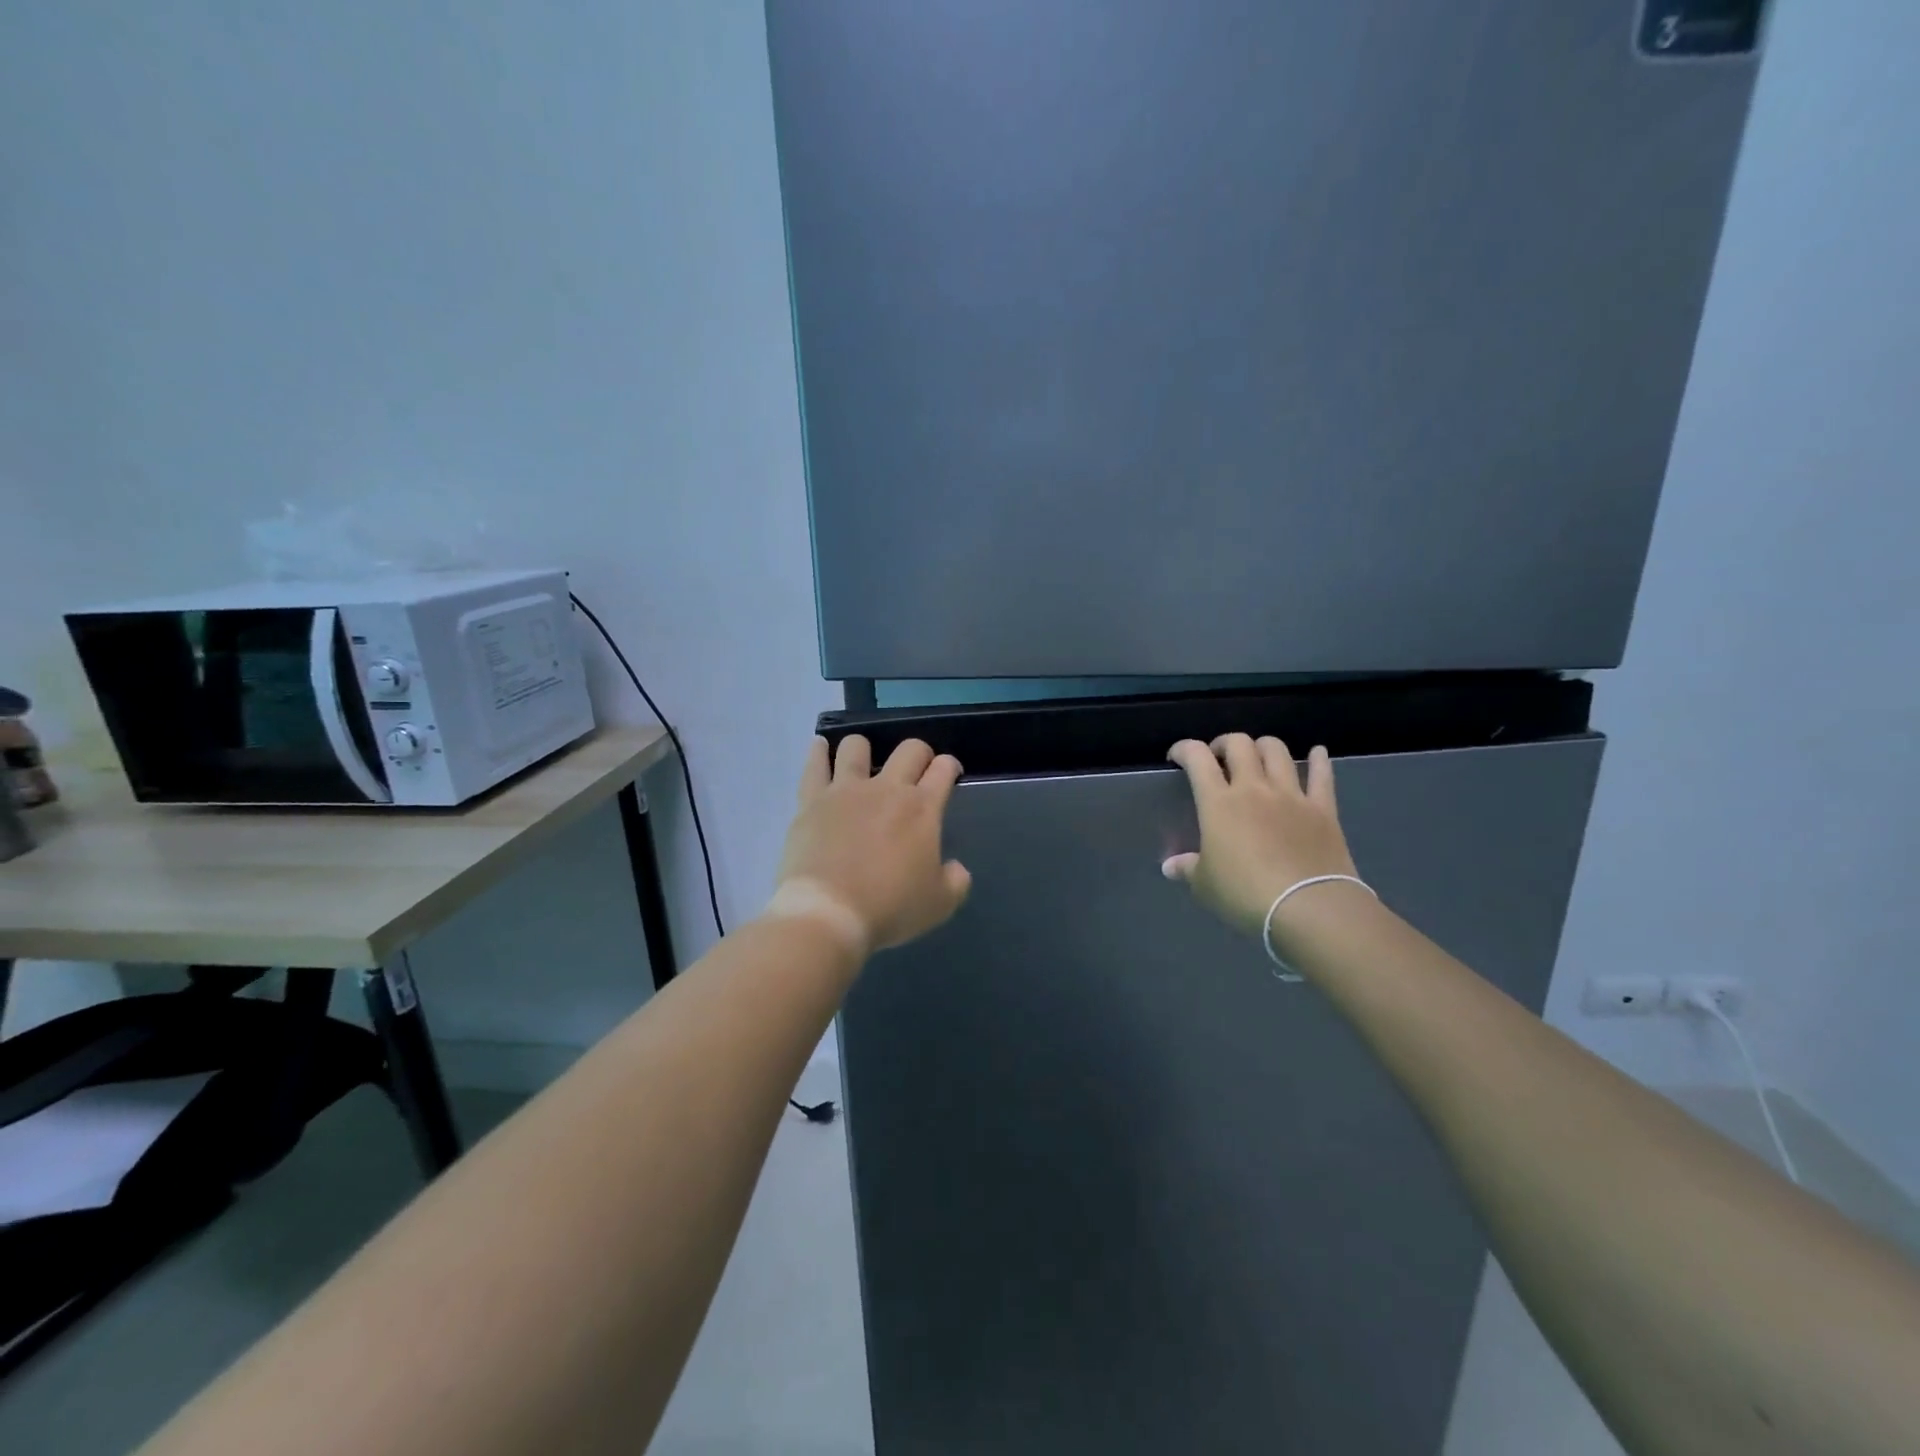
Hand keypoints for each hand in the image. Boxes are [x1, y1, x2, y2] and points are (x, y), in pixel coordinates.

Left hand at [770, 735, 971, 957]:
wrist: (829, 913)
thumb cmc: (889, 908)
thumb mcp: (940, 904)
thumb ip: (956, 881)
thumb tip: (954, 868)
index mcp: (922, 808)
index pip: (944, 769)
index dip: (950, 767)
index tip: (949, 774)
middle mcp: (887, 788)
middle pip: (910, 748)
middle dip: (919, 753)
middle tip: (916, 771)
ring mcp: (846, 790)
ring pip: (857, 746)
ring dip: (865, 749)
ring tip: (863, 761)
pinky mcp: (812, 800)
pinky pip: (814, 764)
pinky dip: (818, 752)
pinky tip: (820, 748)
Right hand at [1162, 734, 1359, 937]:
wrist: (1309, 907)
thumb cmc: (1246, 894)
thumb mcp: (1205, 885)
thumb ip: (1187, 869)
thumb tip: (1170, 867)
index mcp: (1218, 803)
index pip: (1197, 758)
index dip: (1183, 749)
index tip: (1177, 757)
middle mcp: (1254, 788)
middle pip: (1239, 745)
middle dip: (1224, 744)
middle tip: (1218, 758)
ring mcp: (1291, 796)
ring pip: (1277, 752)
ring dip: (1263, 746)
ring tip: (1257, 756)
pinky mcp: (1323, 809)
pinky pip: (1322, 776)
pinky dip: (1319, 760)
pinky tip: (1317, 752)